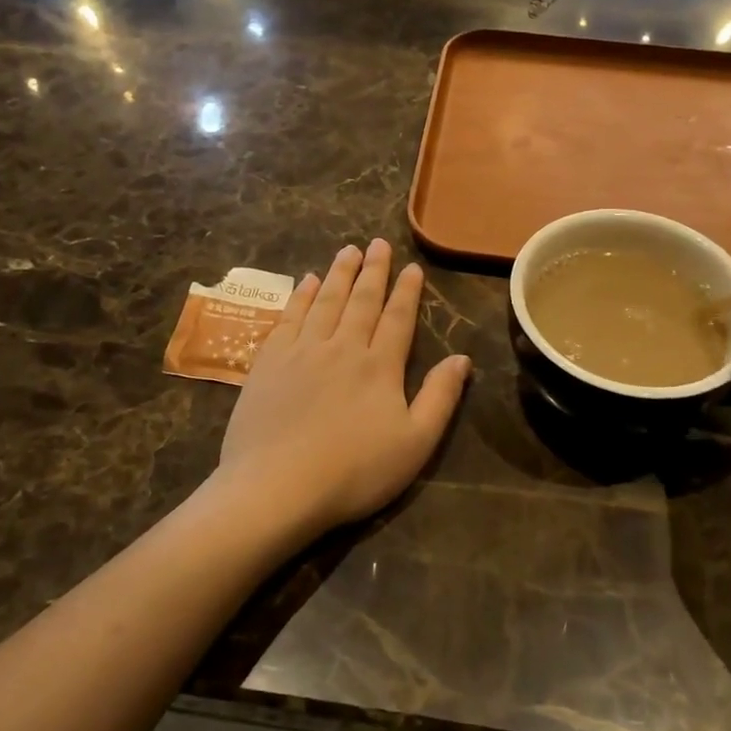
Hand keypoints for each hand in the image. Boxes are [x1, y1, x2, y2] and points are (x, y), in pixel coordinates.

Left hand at [214, 240, 470, 544]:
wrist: (277, 487)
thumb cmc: (354, 472)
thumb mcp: (415, 443)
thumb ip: (440, 397)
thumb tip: (462, 358)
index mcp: (380, 366)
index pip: (398, 318)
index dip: (407, 291)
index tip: (412, 267)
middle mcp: (342, 347)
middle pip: (361, 300)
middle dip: (373, 270)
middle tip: (378, 243)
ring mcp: (301, 351)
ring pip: (325, 301)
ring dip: (338, 273)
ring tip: (347, 250)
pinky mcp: (268, 362)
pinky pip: (289, 317)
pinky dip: (300, 296)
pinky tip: (306, 282)